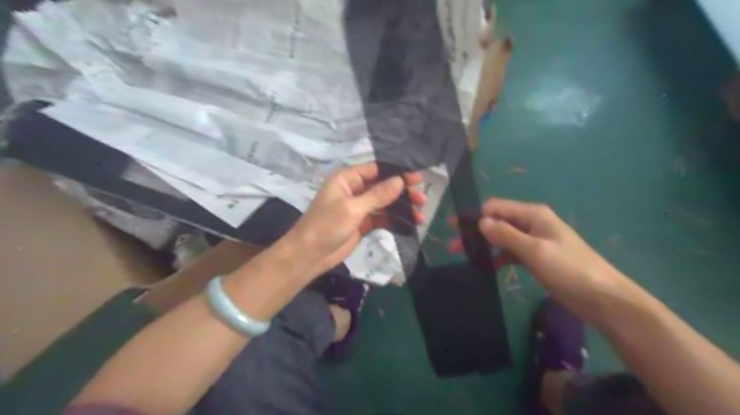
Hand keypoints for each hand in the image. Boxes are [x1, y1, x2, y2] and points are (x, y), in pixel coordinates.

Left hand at [285, 164, 424, 277]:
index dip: (397, 173)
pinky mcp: (363, 223)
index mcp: (347, 179)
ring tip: (421, 214)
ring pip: (385, 203)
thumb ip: (377, 195)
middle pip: (383, 186)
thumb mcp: (352, 208)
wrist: (310, 255)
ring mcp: (359, 207)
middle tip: (422, 198)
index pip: (376, 170)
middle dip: (403, 192)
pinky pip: (382, 218)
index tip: (417, 178)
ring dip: (402, 207)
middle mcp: (354, 190)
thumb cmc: (326, 226)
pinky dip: (395, 220)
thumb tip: (400, 180)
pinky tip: (410, 224)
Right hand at [452, 197, 628, 323]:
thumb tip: (480, 221)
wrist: (602, 298)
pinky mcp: (536, 257)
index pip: (496, 207)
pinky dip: (498, 257)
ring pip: (502, 237)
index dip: (475, 215)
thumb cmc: (568, 269)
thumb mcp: (534, 250)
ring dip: (484, 245)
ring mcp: (534, 240)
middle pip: (497, 221)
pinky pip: (511, 252)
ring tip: (464, 256)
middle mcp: (532, 223)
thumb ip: (505, 234)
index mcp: (533, 214)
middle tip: (452, 244)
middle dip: (476, 231)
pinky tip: (488, 267)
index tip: (455, 227)